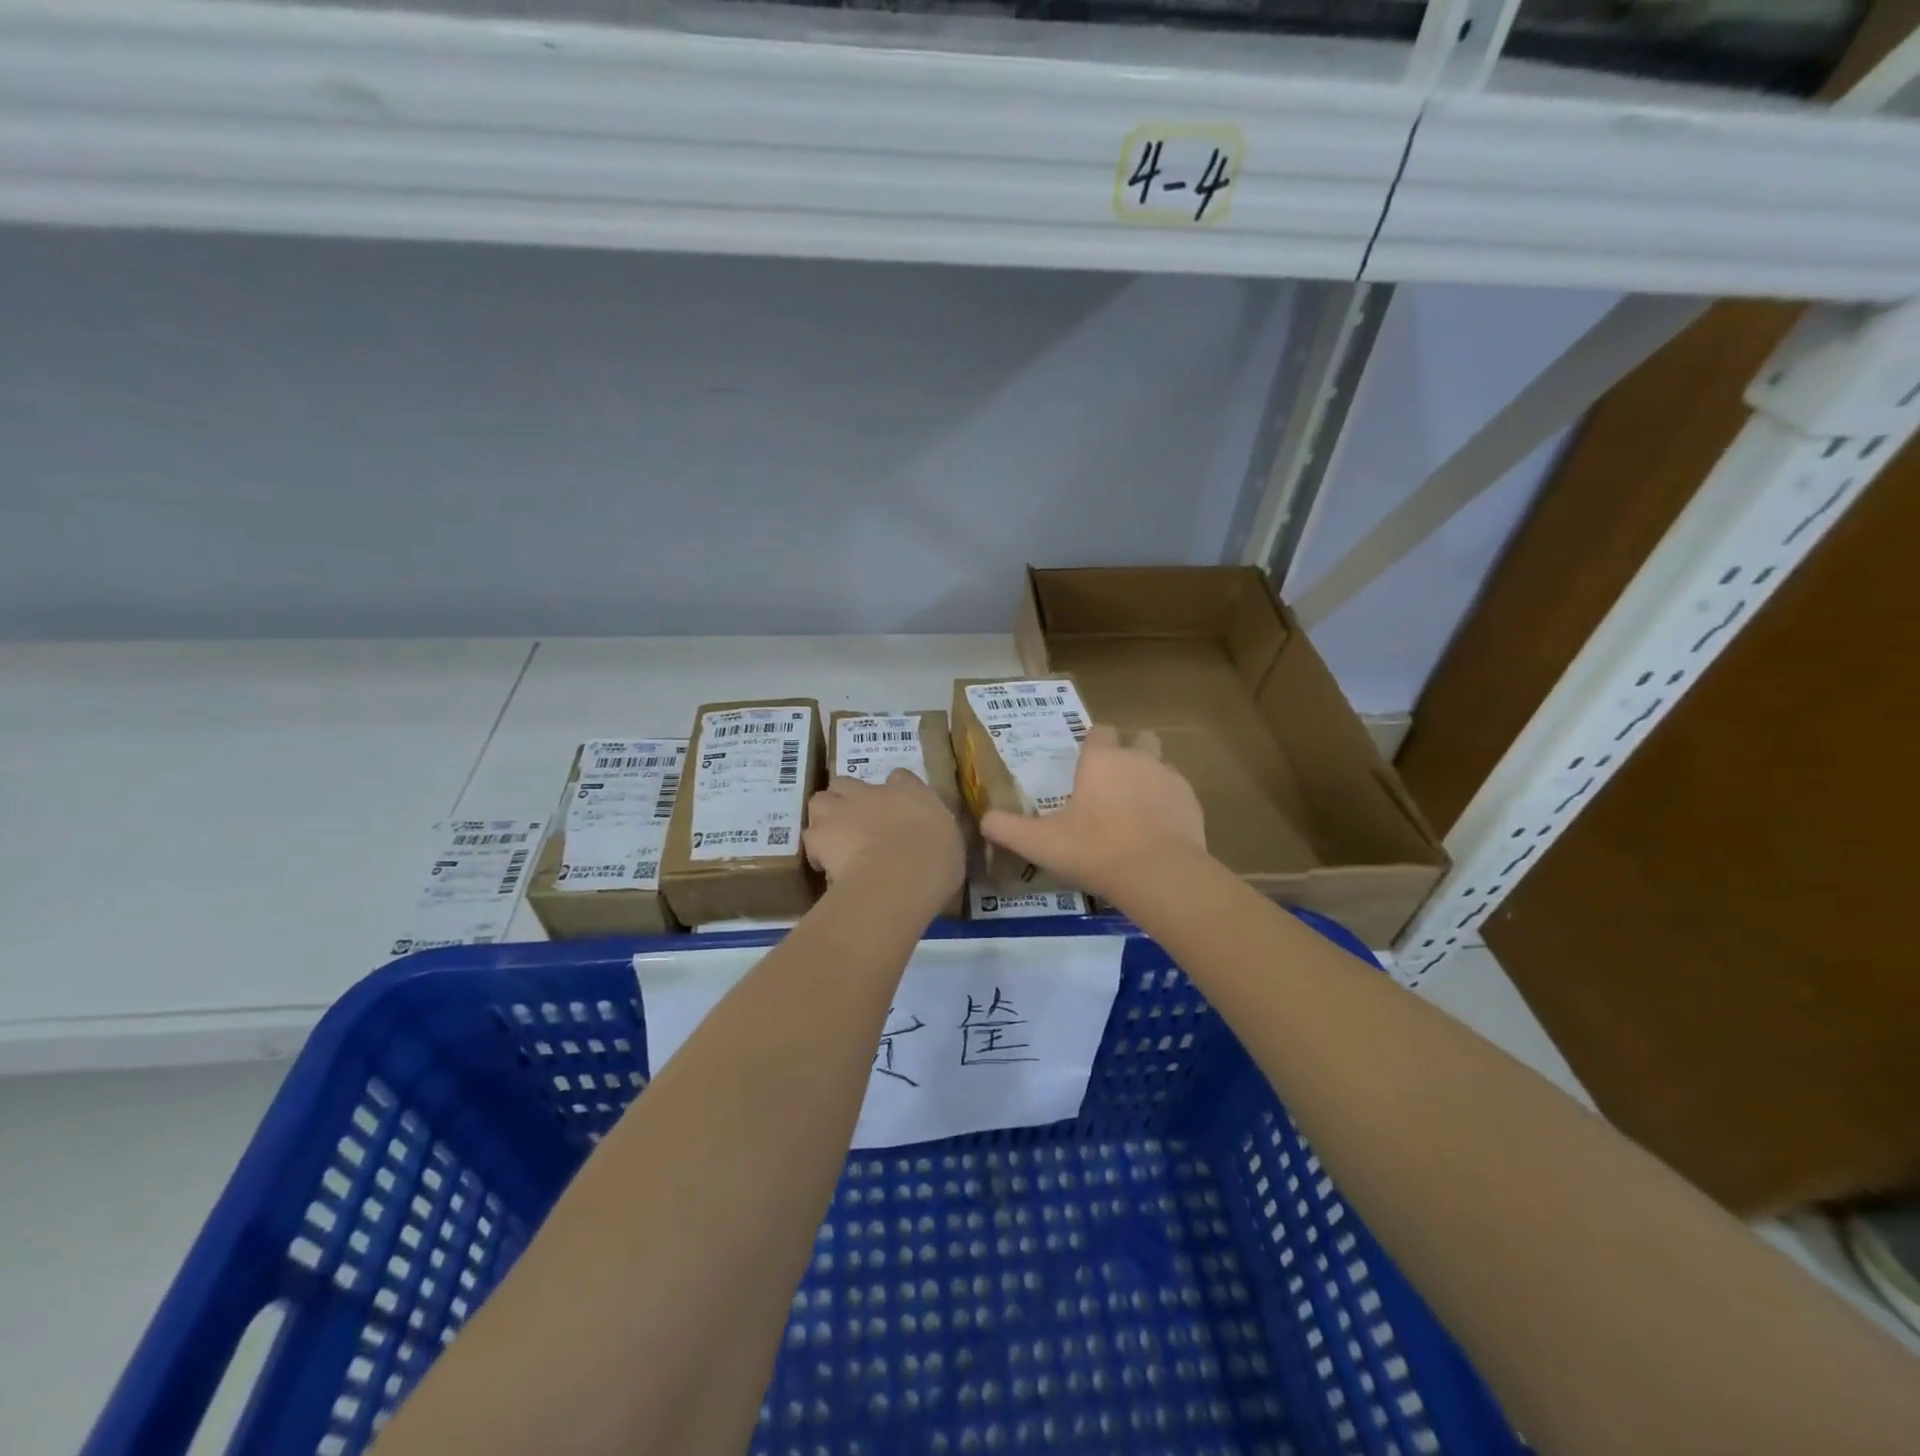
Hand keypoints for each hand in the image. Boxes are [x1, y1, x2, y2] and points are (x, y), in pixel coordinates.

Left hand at [804, 770, 963, 907]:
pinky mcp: (820, 832)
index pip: (900, 778)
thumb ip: (934, 836)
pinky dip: (815, 850)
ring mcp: (843, 808)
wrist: (899, 876)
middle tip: (857, 824)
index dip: (895, 791)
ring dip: (825, 816)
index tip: (895, 811)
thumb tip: (930, 840)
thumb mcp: (949, 846)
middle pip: (851, 782)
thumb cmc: (935, 863)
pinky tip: (824, 866)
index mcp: (912, 793)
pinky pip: (811, 837)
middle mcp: (874, 792)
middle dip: (850, 799)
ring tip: (832, 840)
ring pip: (821, 800)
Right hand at [980, 724, 1204, 901]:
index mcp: (1102, 760)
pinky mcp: (1193, 804)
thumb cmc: (1094, 850)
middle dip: (1129, 752)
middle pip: (1139, 739)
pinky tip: (1158, 833)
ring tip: (1136, 812)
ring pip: (1162, 766)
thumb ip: (1007, 829)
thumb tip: (984, 820)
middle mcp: (1138, 759)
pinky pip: (1179, 795)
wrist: (1158, 874)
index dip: (1093, 743)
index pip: (1099, 732)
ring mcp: (1171, 779)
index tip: (1084, 764)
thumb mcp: (1040, 843)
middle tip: (1113, 784)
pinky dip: (1169, 807)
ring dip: (1150, 779)